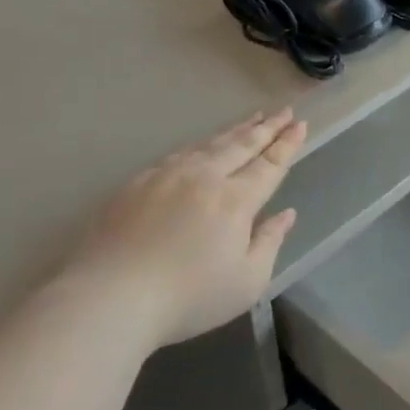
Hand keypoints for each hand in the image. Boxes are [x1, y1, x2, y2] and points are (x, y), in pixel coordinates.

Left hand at [59, 110, 306, 347]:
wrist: (109, 298)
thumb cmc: (187, 298)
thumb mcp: (246, 282)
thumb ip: (269, 243)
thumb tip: (286, 214)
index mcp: (235, 200)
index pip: (269, 164)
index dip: (287, 144)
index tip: (300, 125)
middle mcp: (204, 178)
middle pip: (241, 145)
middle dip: (266, 127)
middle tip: (284, 111)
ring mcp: (167, 176)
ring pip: (209, 144)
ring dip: (235, 130)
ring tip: (252, 119)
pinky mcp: (137, 183)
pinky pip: (179, 154)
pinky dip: (200, 144)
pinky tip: (203, 145)